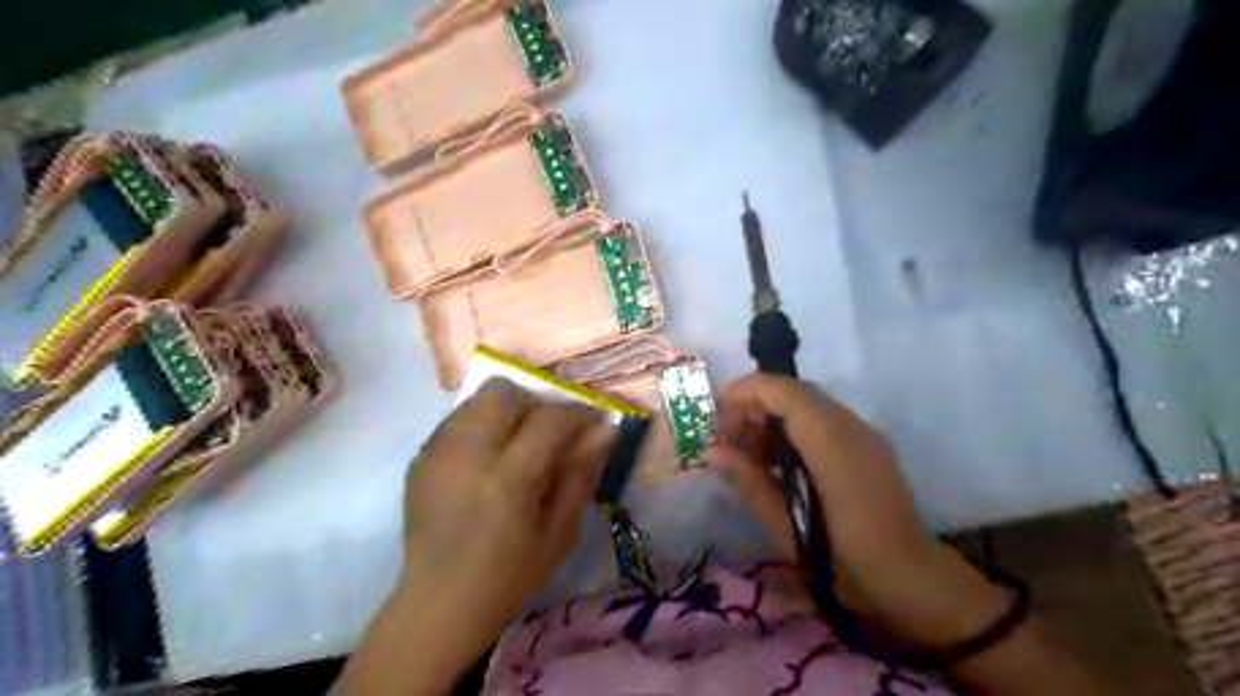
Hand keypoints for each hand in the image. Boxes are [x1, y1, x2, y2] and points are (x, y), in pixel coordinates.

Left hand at [404, 378, 613, 634]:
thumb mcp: (560, 532)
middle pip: (502, 390)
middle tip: (547, 432)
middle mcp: (467, 453)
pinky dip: (481, 427)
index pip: (549, 418)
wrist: (439, 602)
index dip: (577, 413)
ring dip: (505, 411)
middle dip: (533, 401)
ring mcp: (437, 452)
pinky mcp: (421, 458)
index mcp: (508, 479)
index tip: (592, 422)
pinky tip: (486, 462)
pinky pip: (458, 420)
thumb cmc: (509, 575)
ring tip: (515, 445)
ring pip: (477, 399)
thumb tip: (605, 430)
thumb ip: (581, 474)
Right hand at [713, 376, 1011, 651]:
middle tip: (725, 439)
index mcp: (835, 448)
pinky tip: (774, 458)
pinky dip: (790, 427)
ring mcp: (864, 434)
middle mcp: (853, 429)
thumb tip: (713, 452)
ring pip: (807, 403)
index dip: (747, 392)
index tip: (715, 417)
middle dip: (753, 405)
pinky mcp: (866, 444)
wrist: (911, 582)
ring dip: (771, 415)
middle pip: (795, 392)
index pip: (786, 393)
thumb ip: (750, 484)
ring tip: (744, 451)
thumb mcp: (789, 532)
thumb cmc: (847, 566)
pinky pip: (821, 419)